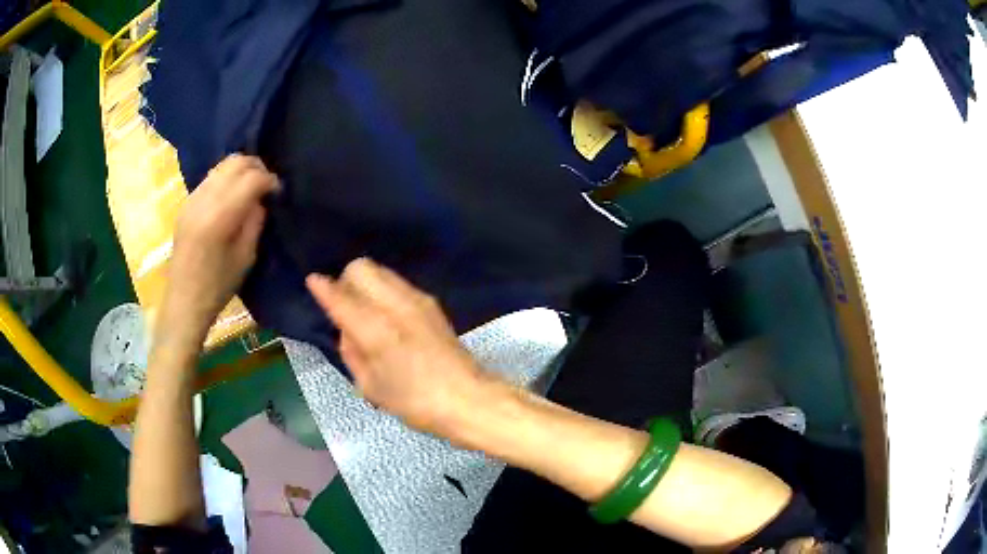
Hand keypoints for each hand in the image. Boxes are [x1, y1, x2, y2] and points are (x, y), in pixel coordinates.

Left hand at [163, 154, 278, 343]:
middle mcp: (204, 200)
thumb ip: (255, 221)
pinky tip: (230, 197)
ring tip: (249, 188)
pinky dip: (225, 179)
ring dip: (240, 171)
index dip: (269, 180)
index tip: (278, 191)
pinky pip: (210, 178)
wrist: (184, 301)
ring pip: (221, 166)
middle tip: (266, 184)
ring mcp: (192, 199)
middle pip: (235, 162)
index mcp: (220, 216)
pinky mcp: (186, 204)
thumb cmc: (218, 286)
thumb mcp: (246, 256)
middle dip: (256, 167)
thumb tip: (261, 199)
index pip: (251, 178)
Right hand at [306, 259, 484, 437]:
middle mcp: (394, 304)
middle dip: (346, 280)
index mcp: (375, 329)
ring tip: (366, 311)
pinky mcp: (431, 303)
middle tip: (344, 306)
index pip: (340, 296)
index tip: (313, 282)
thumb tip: (347, 329)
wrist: (468, 398)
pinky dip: (384, 290)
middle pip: (361, 267)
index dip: (322, 288)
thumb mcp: (370, 385)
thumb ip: (351, 351)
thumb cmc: (415, 402)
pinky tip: (387, 316)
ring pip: (380, 270)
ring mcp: (416, 299)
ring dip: (366, 283)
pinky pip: (397, 283)